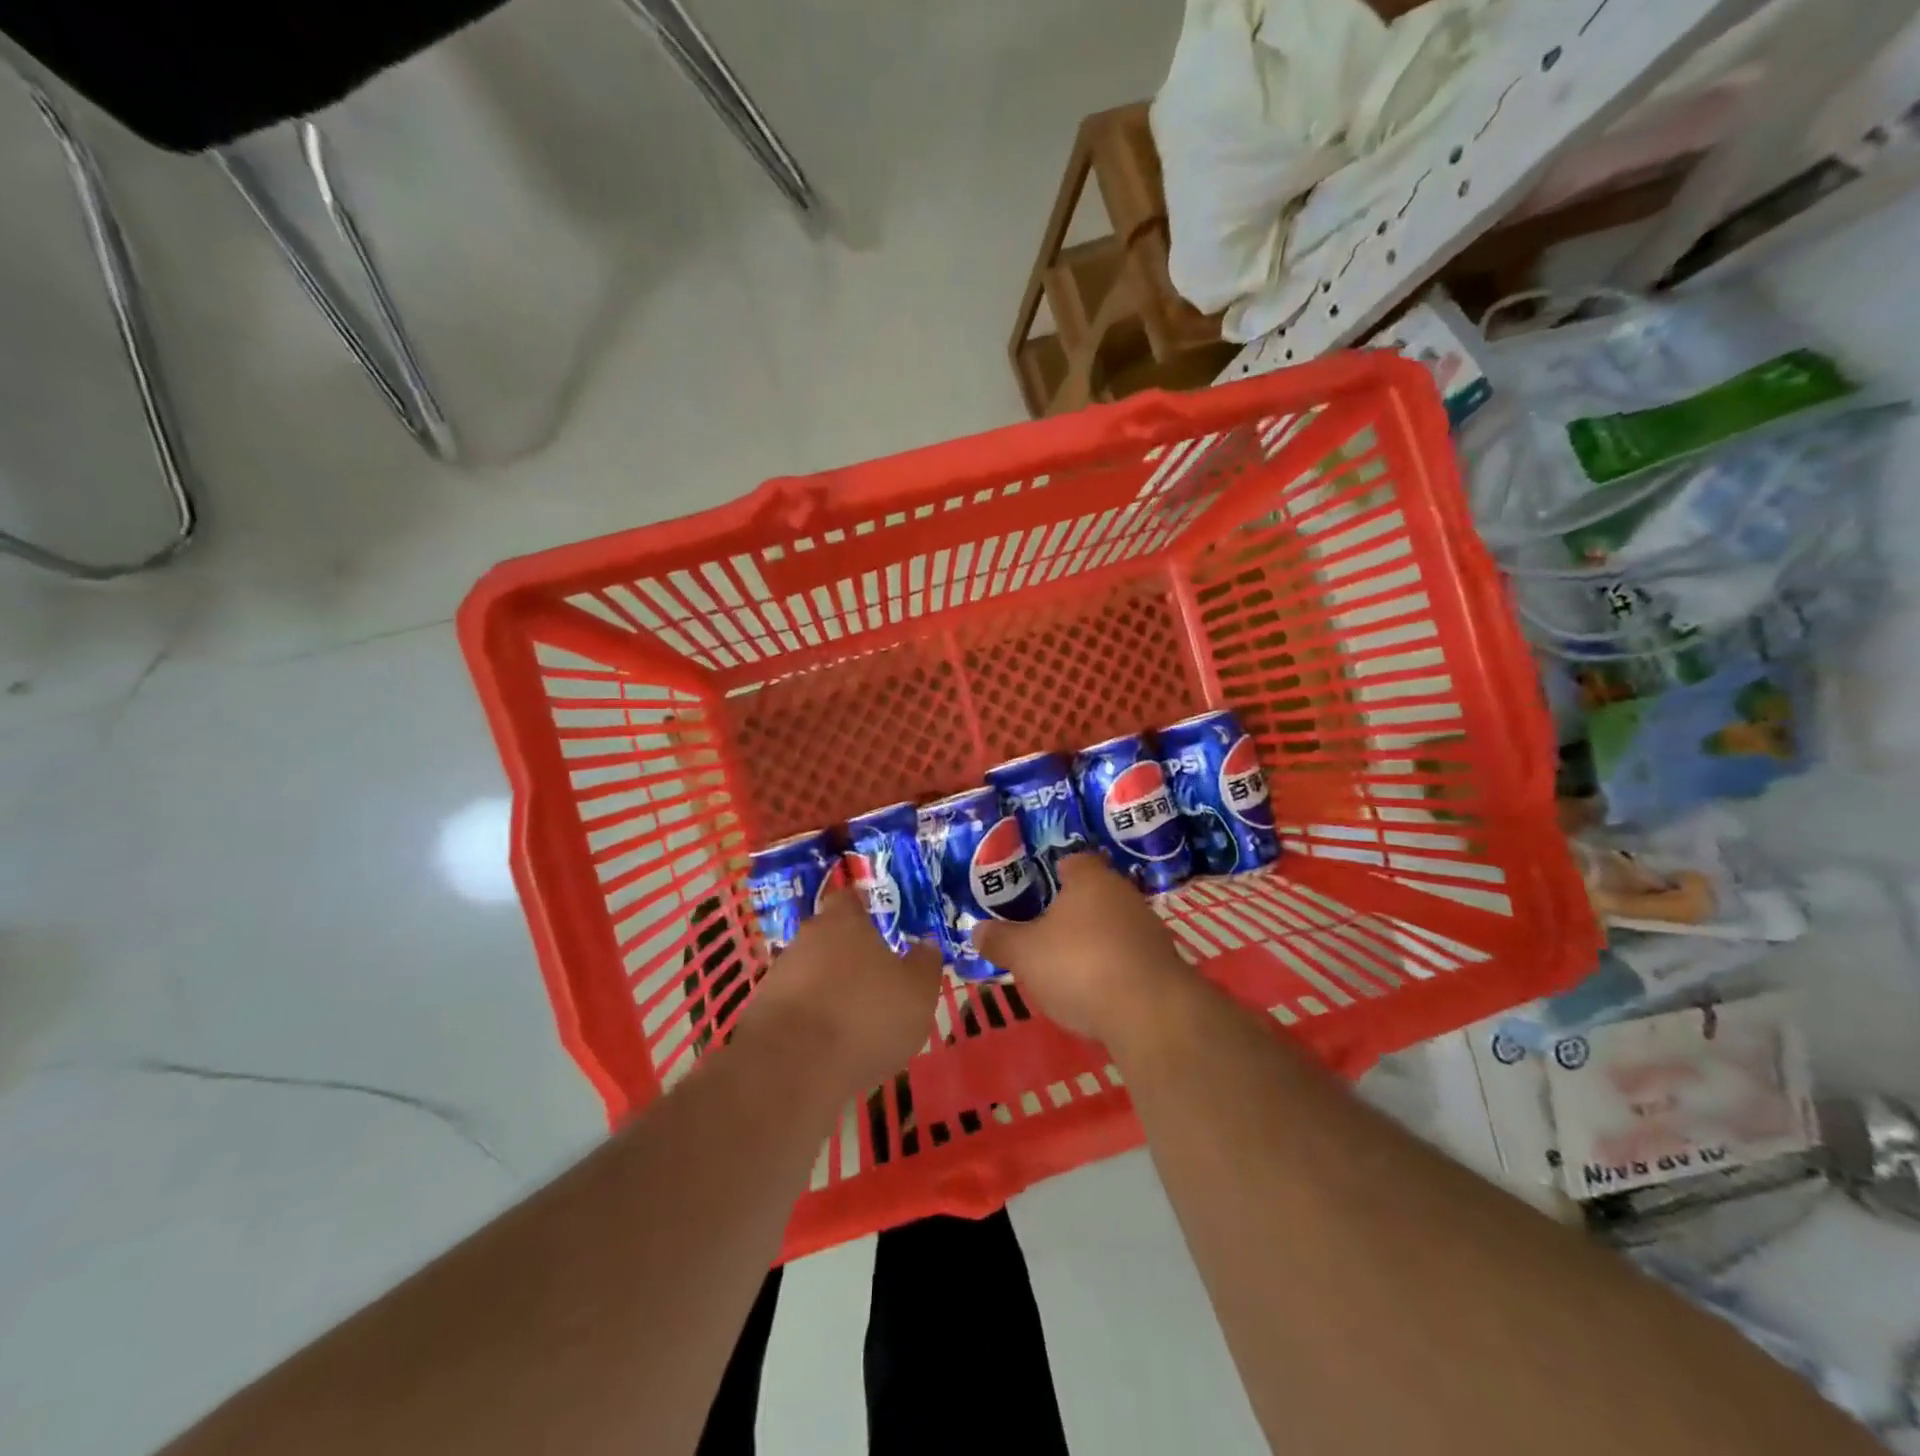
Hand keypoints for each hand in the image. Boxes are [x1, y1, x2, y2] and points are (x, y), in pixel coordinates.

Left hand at [738, 888, 942, 1093]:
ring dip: (829, 989)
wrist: (790, 1071)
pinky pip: (796, 1008)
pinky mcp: (761, 1014)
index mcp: (843, 921)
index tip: (882, 925)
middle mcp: (806, 938)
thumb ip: (926, 964)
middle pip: (829, 936)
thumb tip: (926, 944)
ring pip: (811, 973)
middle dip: (849, 954)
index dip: (866, 910)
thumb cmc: (864, 1017)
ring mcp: (778, 976)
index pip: (851, 899)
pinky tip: (829, 1047)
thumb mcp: (918, 992)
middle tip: (876, 978)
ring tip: (855, 1021)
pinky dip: (811, 1021)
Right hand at [971, 854, 1185, 1042]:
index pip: (1074, 861)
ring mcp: (1149, 928)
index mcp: (1091, 879)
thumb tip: (977, 930)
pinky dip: (1113, 966)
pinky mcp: (1163, 963)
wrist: (1150, 1013)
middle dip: (1073, 910)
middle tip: (1045, 929)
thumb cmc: (1079, 965)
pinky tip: (1097, 989)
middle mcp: (1124, 894)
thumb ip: (1000, 940)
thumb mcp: (1024, 954)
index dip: (1055, 872)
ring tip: (1068, 963)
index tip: (1039, 888)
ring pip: (1114, 924)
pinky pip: (1129, 955)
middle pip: (1095, 893)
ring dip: (1095, 939)